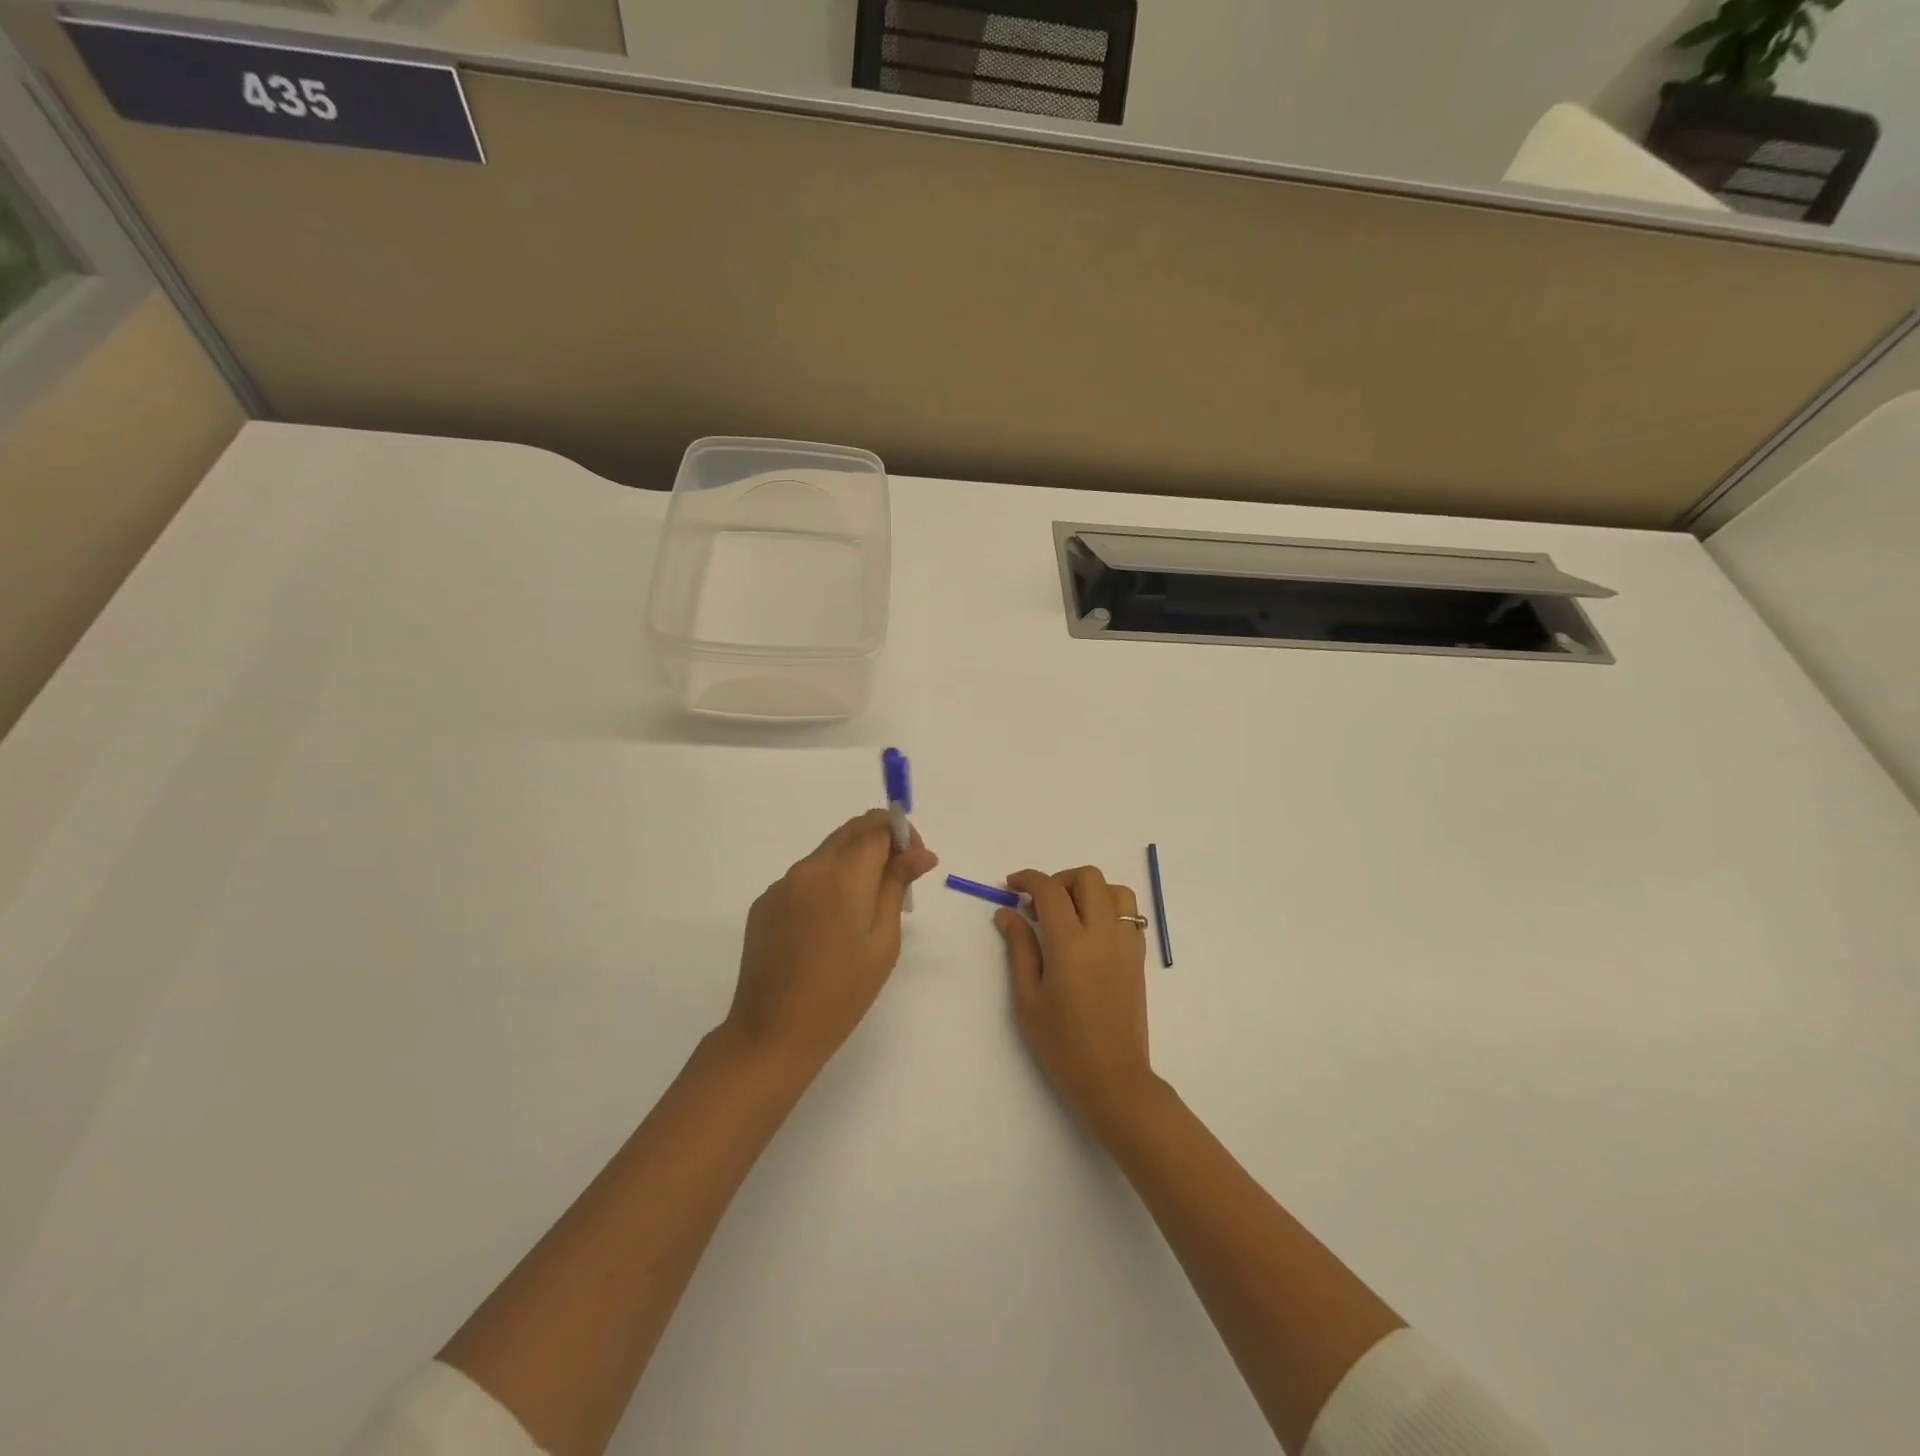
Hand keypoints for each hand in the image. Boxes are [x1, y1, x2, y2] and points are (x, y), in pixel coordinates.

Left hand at [723, 809, 937, 1081]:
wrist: (773, 1033)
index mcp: (843, 875)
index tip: (914, 864)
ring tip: (864, 910)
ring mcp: (781, 885)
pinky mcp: (764, 903)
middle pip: (850, 832)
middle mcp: (809, 869)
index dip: (902, 836)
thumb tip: (920, 853)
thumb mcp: (883, 941)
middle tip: (898, 878)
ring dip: (853, 863)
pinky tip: (829, 927)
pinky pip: (804, 879)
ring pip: (827, 854)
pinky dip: (826, 885)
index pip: (876, 827)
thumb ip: (897, 886)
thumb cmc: (842, 992)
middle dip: (880, 842)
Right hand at [997, 866, 1156, 1132]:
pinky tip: (1090, 932)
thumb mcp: (1028, 998)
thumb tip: (1007, 912)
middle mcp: (1103, 934)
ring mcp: (1126, 943)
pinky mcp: (1138, 957)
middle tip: (1040, 904)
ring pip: (1115, 890)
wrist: (1113, 1078)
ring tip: (1069, 914)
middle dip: (1059, 879)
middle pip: (1088, 877)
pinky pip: (1130, 914)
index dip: (1028, 879)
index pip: (1050, 890)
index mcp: (1071, 944)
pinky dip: (1109, 907)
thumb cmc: (1062, 1044)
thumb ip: (1019, 948)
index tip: (1011, 885)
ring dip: (1090, 890)